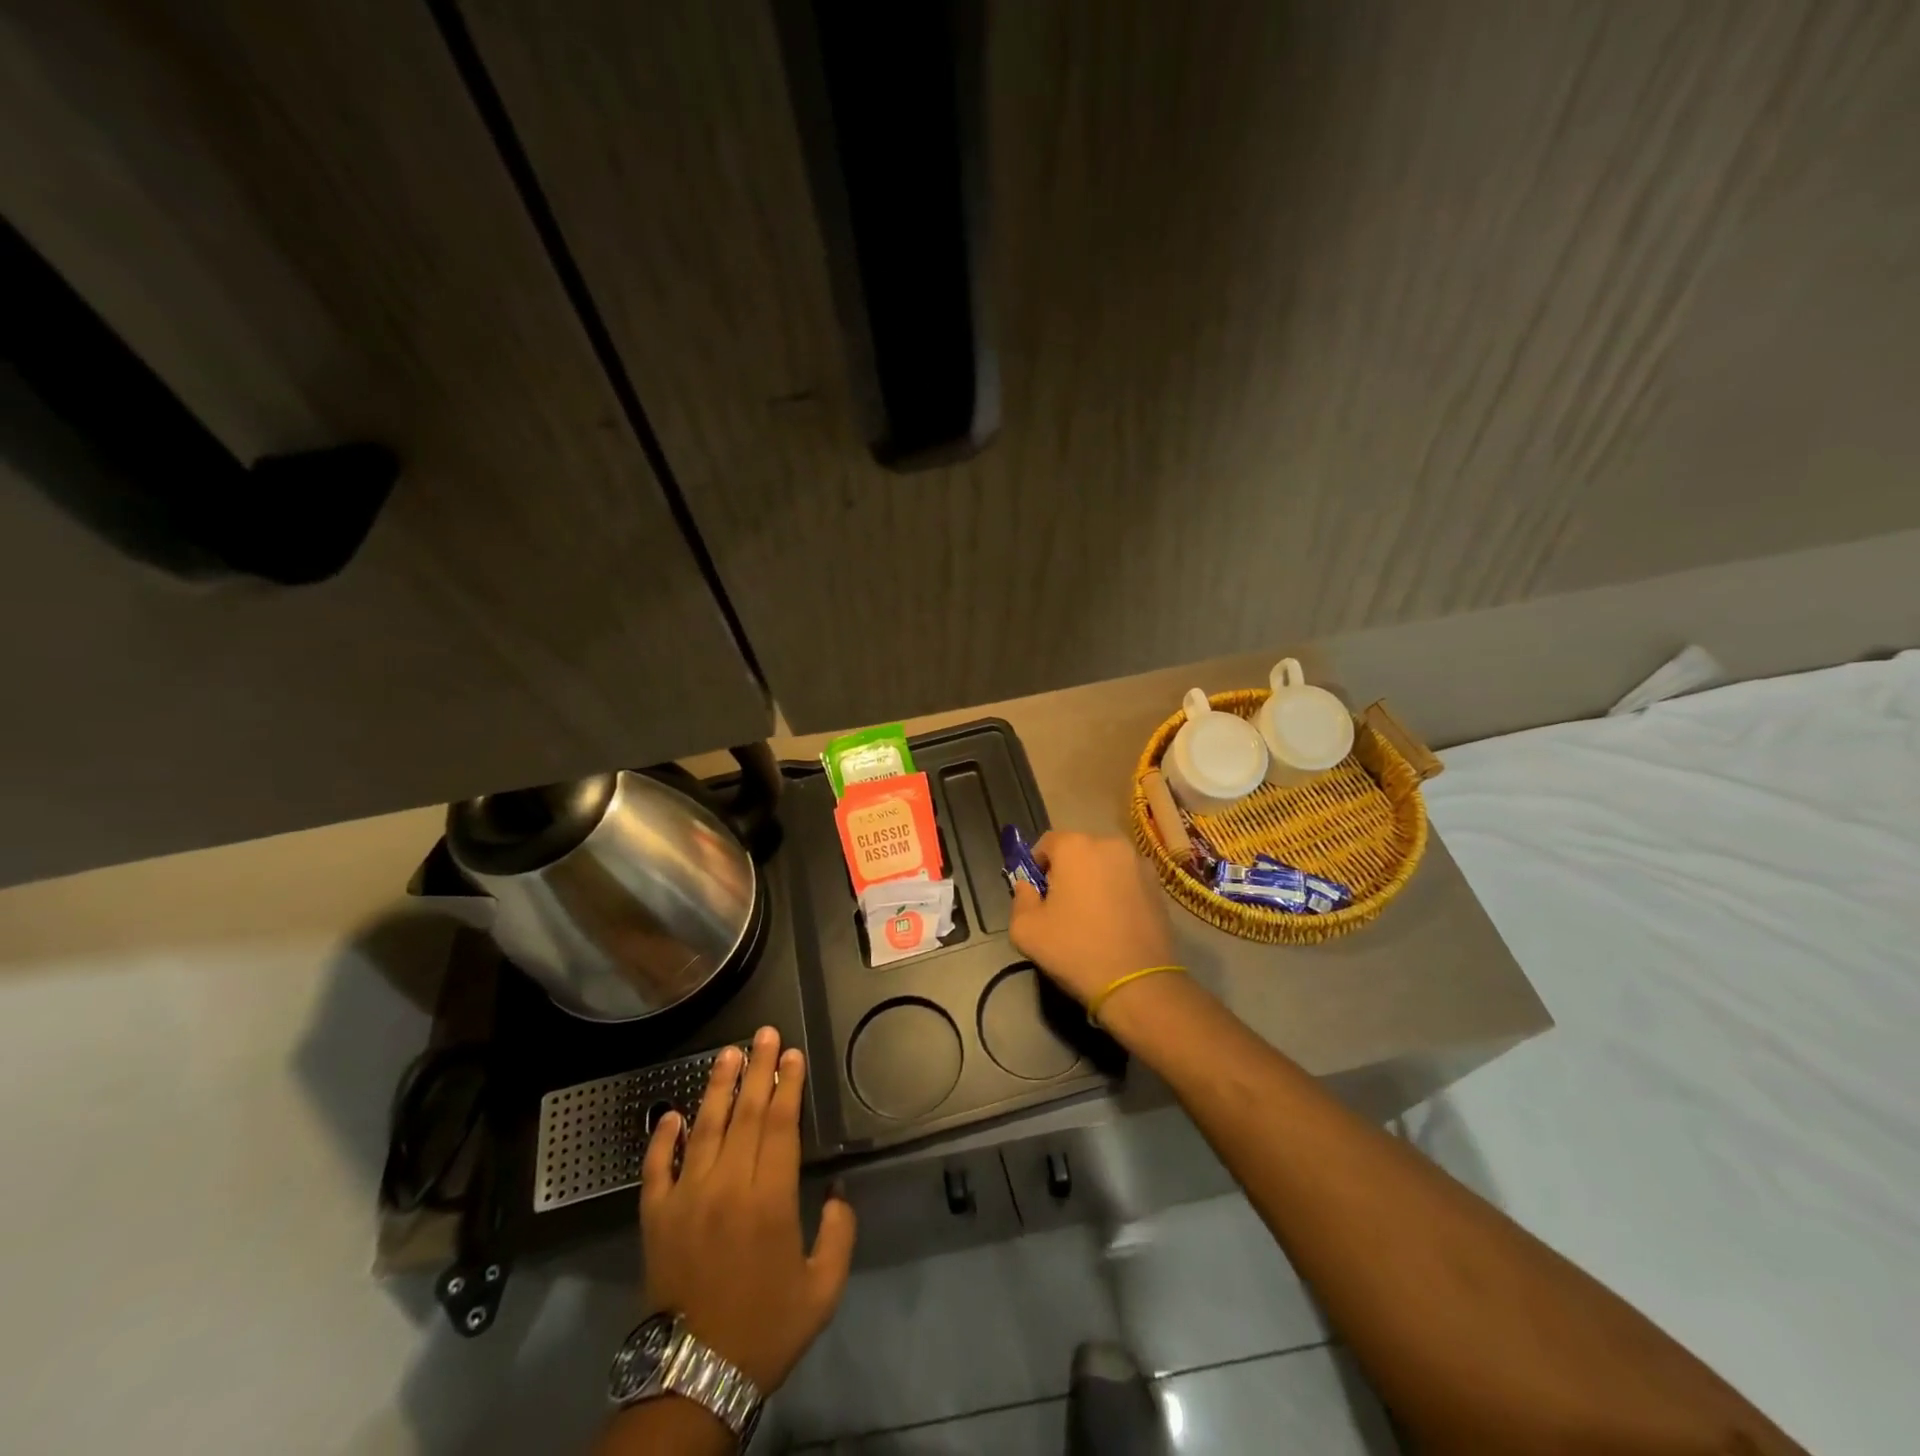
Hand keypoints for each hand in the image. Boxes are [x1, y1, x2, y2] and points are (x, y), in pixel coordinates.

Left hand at [639, 1026, 856, 1392]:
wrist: (695, 1375)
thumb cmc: (766, 1328)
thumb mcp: (823, 1289)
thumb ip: (840, 1234)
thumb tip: (839, 1192)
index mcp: (771, 1199)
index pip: (780, 1125)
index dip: (788, 1086)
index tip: (793, 1055)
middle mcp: (728, 1186)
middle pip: (746, 1114)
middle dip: (758, 1069)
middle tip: (764, 1034)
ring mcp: (687, 1198)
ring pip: (704, 1128)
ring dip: (717, 1087)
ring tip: (728, 1053)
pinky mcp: (656, 1217)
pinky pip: (656, 1167)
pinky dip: (662, 1137)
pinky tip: (671, 1112)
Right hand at [1008, 831, 1176, 1004]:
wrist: (1137, 982)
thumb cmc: (1075, 949)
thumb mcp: (1025, 930)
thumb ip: (1020, 899)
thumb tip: (1028, 887)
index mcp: (1075, 846)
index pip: (1047, 843)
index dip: (1037, 866)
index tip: (1037, 894)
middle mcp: (1109, 843)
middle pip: (1078, 851)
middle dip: (1067, 872)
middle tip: (1062, 907)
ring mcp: (1139, 862)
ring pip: (1104, 864)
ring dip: (1094, 880)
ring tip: (1092, 917)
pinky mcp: (1158, 884)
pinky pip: (1126, 879)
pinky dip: (1117, 891)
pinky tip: (1115, 922)